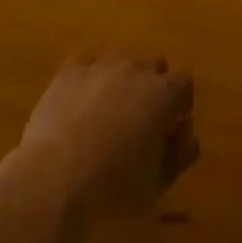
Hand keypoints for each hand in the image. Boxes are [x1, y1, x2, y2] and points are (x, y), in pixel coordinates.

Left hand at [14, 52, 197, 223]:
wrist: (56, 176)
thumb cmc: (115, 184)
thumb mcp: (159, 182)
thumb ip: (181, 153)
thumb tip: (185, 133)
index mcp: (163, 93)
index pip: (184, 84)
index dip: (180, 105)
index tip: (171, 127)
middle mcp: (135, 68)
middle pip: (154, 65)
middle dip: (153, 87)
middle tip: (141, 119)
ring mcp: (100, 64)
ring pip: (121, 59)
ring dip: (123, 78)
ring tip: (110, 109)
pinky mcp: (70, 69)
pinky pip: (87, 62)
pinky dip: (90, 77)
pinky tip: (82, 101)